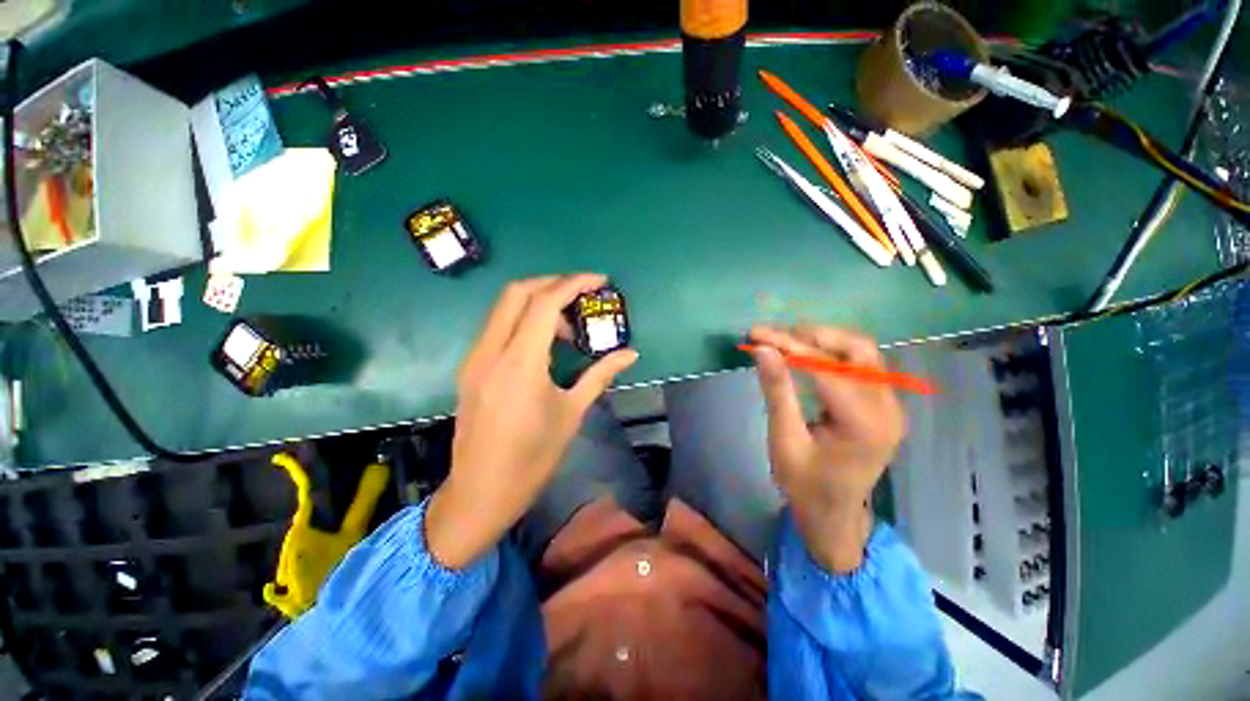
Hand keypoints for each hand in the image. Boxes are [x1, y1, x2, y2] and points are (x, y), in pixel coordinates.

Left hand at [426, 274, 637, 568]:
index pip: (544, 304)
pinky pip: (498, 327)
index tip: (599, 280)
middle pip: (517, 292)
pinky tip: (544, 344)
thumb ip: (600, 375)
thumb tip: (630, 354)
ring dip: (538, 303)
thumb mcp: (571, 413)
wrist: (481, 493)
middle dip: (553, 283)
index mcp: (519, 364)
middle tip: (582, 295)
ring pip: (504, 308)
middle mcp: (490, 352)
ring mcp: (475, 358)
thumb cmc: (532, 458)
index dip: (574, 284)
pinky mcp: (471, 368)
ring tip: (568, 329)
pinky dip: (523, 321)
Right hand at [747, 325, 904, 572]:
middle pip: (856, 349)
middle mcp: (887, 408)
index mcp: (864, 424)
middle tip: (772, 335)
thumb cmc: (804, 485)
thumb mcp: (784, 440)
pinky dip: (831, 353)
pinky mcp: (883, 404)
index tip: (755, 334)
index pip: (825, 367)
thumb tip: (762, 349)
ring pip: (862, 351)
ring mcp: (890, 405)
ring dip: (822, 340)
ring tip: (785, 340)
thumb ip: (777, 391)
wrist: (835, 515)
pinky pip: (861, 365)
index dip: (788, 345)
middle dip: (811, 335)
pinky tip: (805, 355)